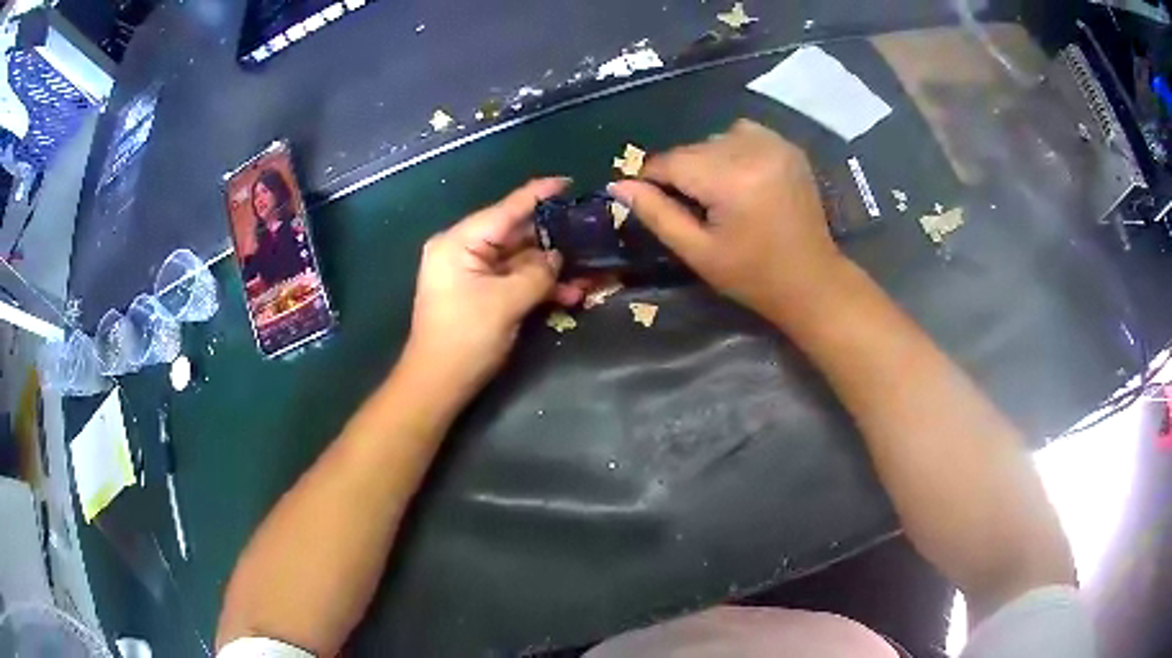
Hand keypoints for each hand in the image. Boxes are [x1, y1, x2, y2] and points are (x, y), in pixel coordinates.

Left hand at [403, 178, 587, 394]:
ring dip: (551, 269)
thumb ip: (537, 273)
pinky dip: (539, 286)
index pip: (506, 209)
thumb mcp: (505, 302)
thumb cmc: (465, 338)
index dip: (539, 194)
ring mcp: (473, 273)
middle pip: (516, 235)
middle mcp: (464, 250)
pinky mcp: (481, 294)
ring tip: (590, 273)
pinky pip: (514, 280)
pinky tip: (570, 294)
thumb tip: (557, 256)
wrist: (438, 385)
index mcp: (460, 242)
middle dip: (553, 240)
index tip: (569, 182)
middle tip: (591, 234)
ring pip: (520, 260)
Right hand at [609, 120, 845, 322]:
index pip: (670, 162)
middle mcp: (753, 150)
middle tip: (692, 209)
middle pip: (692, 149)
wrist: (813, 281)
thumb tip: (619, 185)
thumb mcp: (697, 252)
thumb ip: (656, 214)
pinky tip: (739, 178)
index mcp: (730, 179)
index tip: (649, 201)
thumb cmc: (753, 276)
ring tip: (718, 195)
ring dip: (706, 160)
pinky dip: (732, 149)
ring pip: (715, 139)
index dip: (651, 179)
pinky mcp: (788, 147)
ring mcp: (775, 144)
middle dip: (682, 174)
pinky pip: (744, 134)